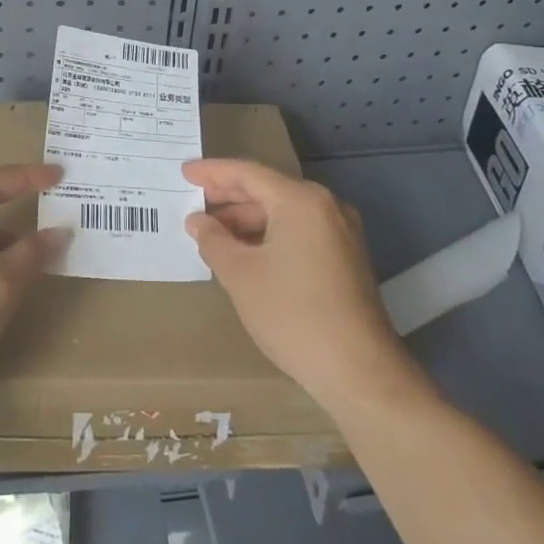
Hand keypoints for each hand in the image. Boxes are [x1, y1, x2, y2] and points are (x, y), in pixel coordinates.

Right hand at [183, 159, 430, 414]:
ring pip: (284, 213)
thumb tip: (198, 222)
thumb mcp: (240, 275)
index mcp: (301, 201)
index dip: (213, 172)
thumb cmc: (292, 314)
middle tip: (193, 200)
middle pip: (268, 190)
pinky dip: (268, 235)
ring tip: (211, 232)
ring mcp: (340, 232)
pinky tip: (244, 252)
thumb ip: (214, 240)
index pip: (248, 174)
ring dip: (247, 219)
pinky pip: (298, 231)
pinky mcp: (345, 257)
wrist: (359, 370)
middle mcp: (326, 206)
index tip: (184, 172)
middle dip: (228, 196)